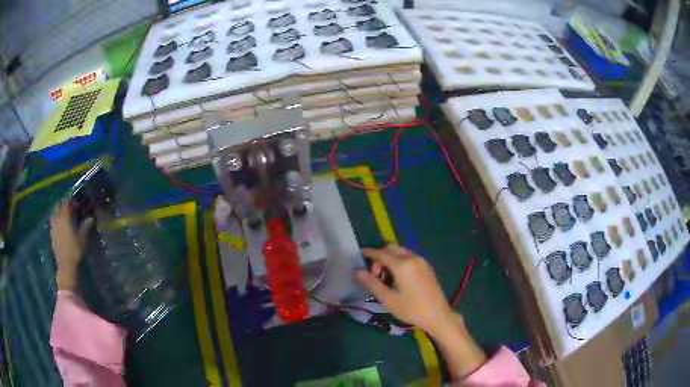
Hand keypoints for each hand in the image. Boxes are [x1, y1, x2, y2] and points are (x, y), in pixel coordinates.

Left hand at [50, 203, 92, 289]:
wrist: (66, 266)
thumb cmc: (75, 251)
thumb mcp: (82, 239)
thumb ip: (85, 227)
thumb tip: (90, 218)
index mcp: (64, 217)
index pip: (66, 203)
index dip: (71, 201)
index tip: (76, 202)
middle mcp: (57, 219)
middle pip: (58, 206)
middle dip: (63, 205)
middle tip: (69, 208)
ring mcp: (53, 227)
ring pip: (54, 214)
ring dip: (58, 212)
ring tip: (64, 217)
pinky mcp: (52, 235)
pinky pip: (53, 222)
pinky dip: (56, 221)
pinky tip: (61, 226)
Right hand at [356, 244, 485, 378]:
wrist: (437, 315)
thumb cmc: (411, 309)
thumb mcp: (387, 298)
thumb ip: (371, 282)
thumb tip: (356, 271)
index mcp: (402, 264)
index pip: (381, 253)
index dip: (369, 253)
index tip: (359, 254)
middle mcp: (412, 258)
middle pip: (391, 248)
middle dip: (380, 256)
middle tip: (374, 273)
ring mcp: (422, 262)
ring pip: (401, 252)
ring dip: (390, 259)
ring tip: (385, 279)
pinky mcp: (427, 267)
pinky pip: (409, 258)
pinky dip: (400, 262)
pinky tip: (398, 279)